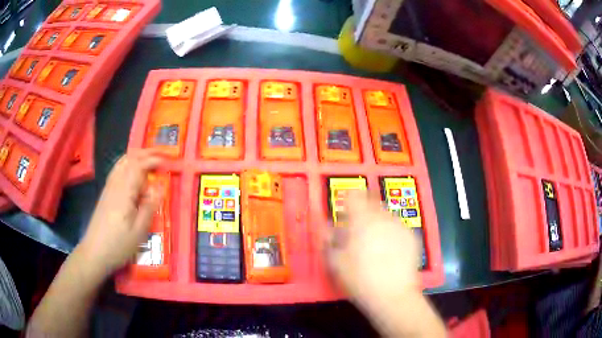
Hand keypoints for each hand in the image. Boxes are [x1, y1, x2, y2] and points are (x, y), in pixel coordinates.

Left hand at [76, 149, 163, 279]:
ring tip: (148, 158)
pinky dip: (127, 164)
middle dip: (144, 153)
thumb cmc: (118, 245)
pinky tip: (131, 172)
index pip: (139, 166)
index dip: (153, 160)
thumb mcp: (139, 231)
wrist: (94, 252)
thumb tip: (160, 187)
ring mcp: (108, 188)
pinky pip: (117, 171)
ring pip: (121, 163)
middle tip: (160, 154)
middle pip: (129, 160)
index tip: (167, 161)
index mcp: (124, 192)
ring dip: (135, 157)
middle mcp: (115, 184)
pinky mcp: (105, 194)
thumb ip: (149, 207)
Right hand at [325, 190, 420, 309]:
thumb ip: (329, 240)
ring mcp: (400, 226)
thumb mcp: (335, 261)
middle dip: (364, 211)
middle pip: (372, 201)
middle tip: (358, 229)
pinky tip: (389, 251)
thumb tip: (329, 228)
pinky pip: (398, 227)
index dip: (348, 198)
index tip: (345, 210)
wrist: (392, 294)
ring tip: (375, 243)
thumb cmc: (359, 278)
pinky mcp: (412, 236)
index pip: (354, 195)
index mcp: (362, 220)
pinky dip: (391, 233)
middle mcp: (383, 217)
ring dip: (378, 222)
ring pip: (386, 215)